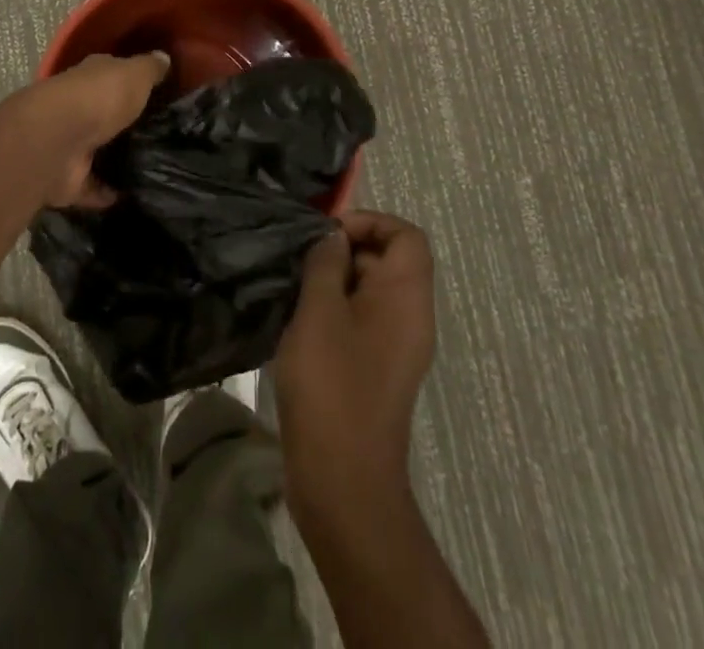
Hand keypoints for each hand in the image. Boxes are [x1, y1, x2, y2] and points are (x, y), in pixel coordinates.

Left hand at [11, 51, 169, 208]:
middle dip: (125, 122)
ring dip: (116, 159)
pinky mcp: (68, 179)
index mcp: (91, 77)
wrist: (56, 141)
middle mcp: (78, 107)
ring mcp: (70, 144)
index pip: (113, 73)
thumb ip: (150, 68)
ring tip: (154, 168)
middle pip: (105, 114)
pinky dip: (106, 192)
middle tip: (163, 135)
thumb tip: (164, 56)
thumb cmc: (99, 98)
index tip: (159, 92)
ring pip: (97, 150)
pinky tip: (132, 196)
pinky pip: (92, 186)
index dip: (133, 80)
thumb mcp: (135, 74)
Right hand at [275, 211, 435, 509]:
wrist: (343, 481)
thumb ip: (325, 263)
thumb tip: (332, 237)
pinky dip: (333, 311)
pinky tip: (298, 324)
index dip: (370, 222)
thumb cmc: (332, 385)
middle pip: (387, 260)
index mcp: (406, 297)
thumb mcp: (320, 311)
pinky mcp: (375, 370)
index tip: (328, 236)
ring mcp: (394, 347)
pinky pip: (360, 321)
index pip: (406, 235)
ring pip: (369, 291)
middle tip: (301, 262)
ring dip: (333, 282)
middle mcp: (410, 317)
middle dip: (344, 251)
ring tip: (294, 291)